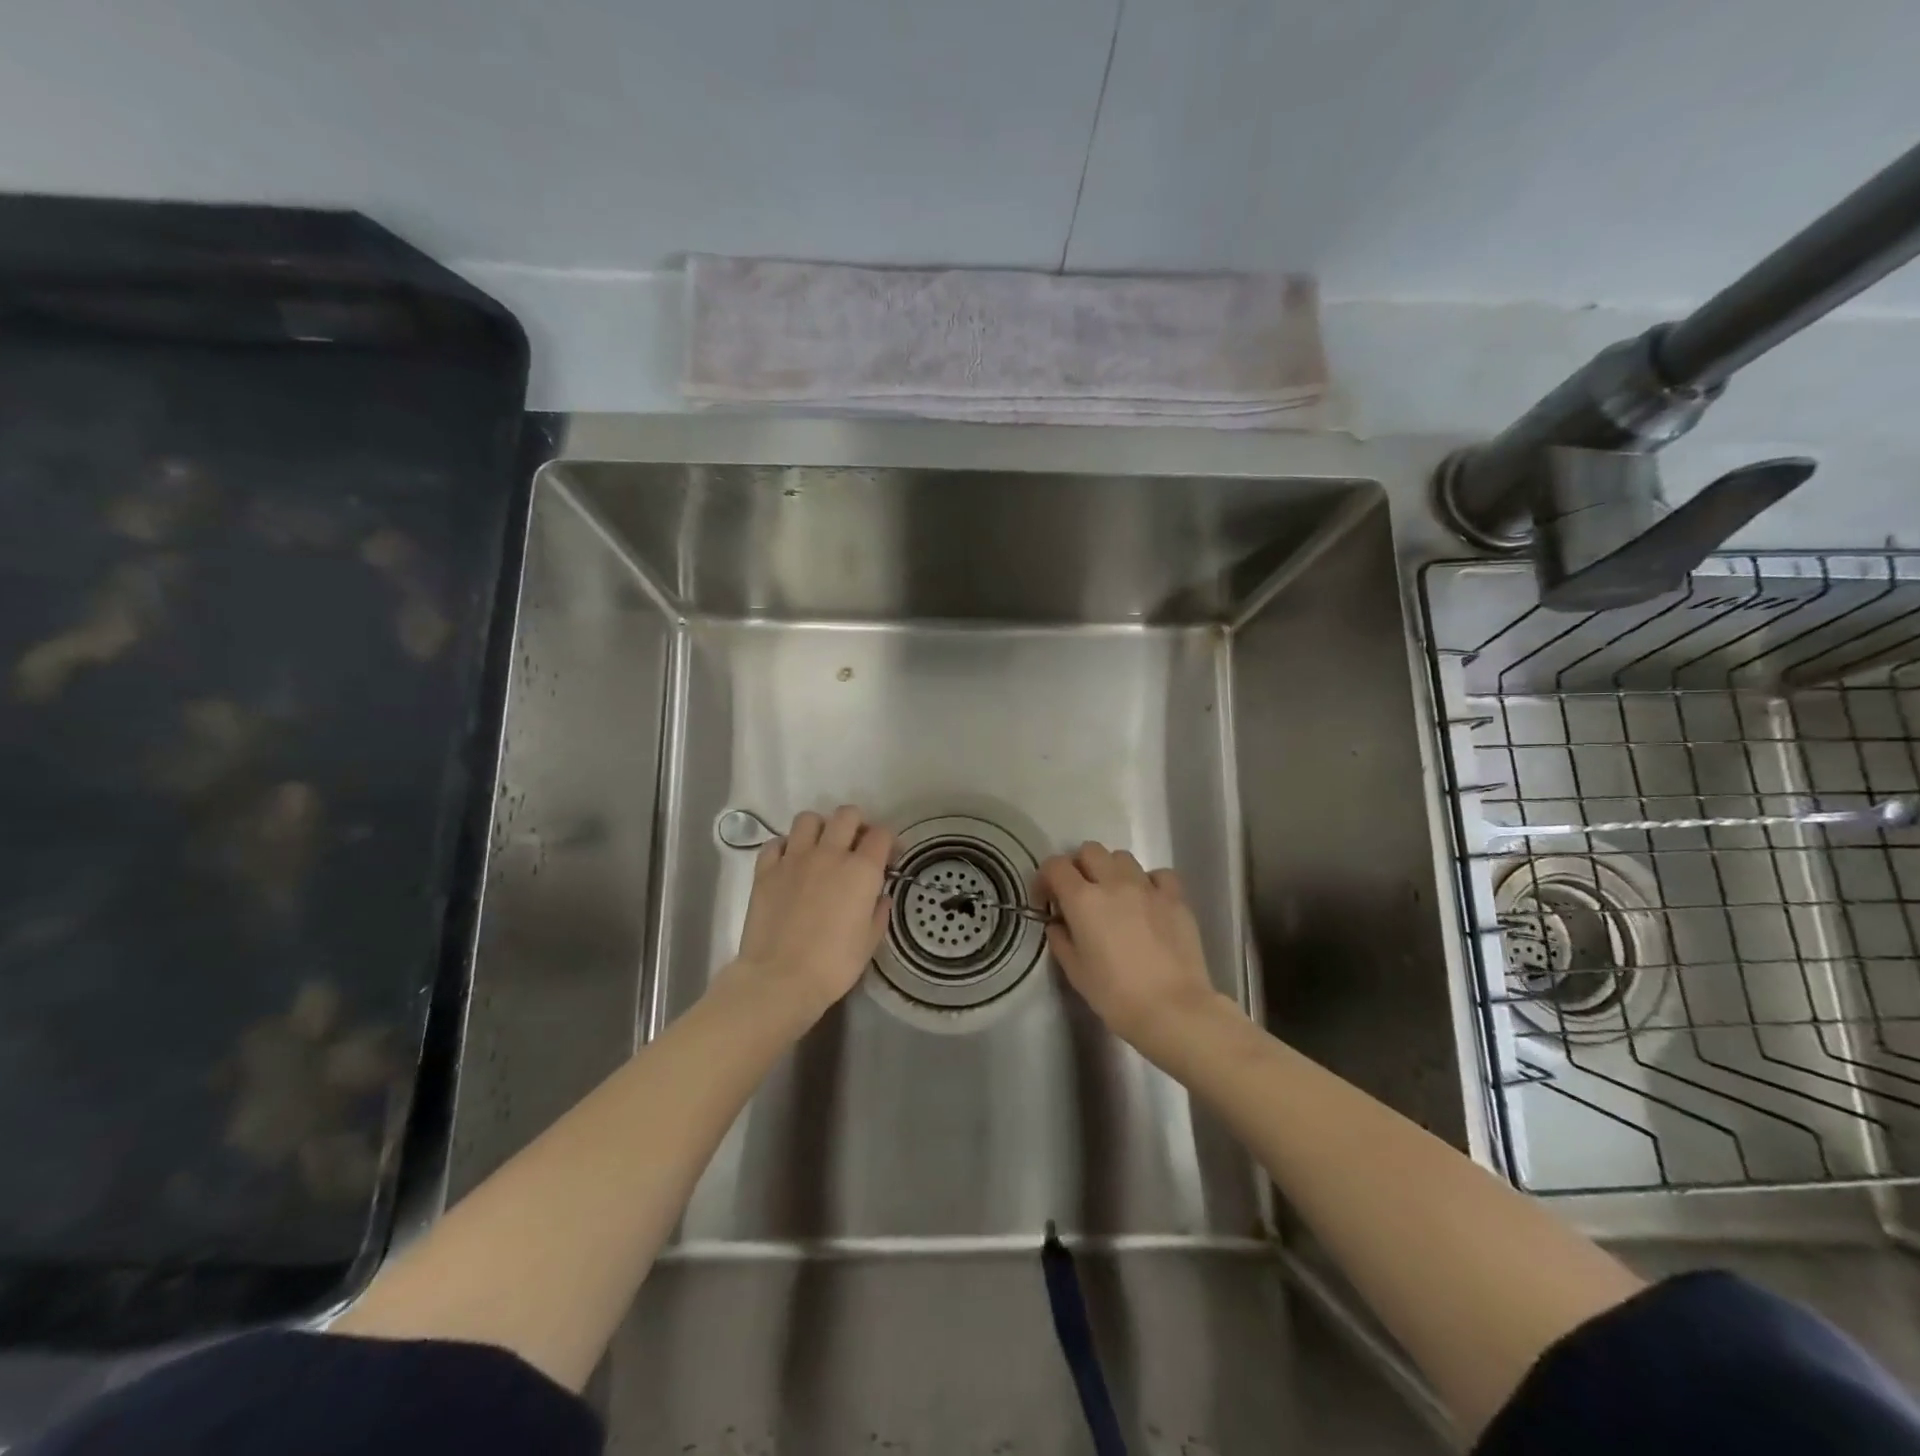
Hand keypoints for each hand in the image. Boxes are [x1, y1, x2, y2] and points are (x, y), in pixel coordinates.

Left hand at [728, 806, 894, 1019]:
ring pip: (808, 819)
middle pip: (846, 815)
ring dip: (819, 828)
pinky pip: (776, 843)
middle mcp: (829, 854)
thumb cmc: (834, 965)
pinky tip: (789, 863)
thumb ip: (879, 912)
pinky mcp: (766, 870)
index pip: (881, 834)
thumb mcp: (870, 941)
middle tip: (855, 846)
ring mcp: (794, 858)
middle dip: (856, 825)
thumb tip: (880, 896)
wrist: (780, 978)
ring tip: (820, 848)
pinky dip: (785, 847)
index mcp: (861, 870)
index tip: (888, 858)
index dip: (888, 842)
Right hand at [1039, 842, 1230, 1059]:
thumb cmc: (1116, 995)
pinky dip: (1148, 882)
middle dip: (1078, 866)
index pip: (1055, 866)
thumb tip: (1058, 924)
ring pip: (1122, 857)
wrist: (1173, 1009)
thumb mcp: (1075, 972)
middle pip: (1089, 850)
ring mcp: (1147, 887)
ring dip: (1111, 870)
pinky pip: (1158, 874)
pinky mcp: (1175, 898)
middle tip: (1079, 894)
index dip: (1045, 878)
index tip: (1046, 899)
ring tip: (1114, 896)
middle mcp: (1113, 883)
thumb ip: (1061, 940)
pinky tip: (1147, 902)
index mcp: (1082, 899)